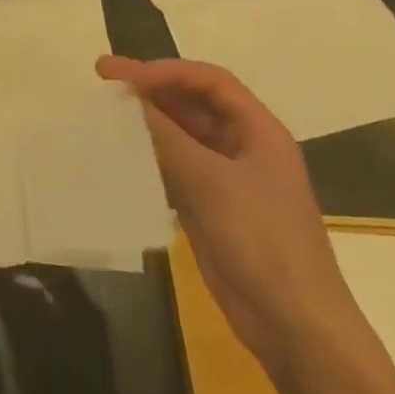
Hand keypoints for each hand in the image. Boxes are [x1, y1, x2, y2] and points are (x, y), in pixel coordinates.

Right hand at [98, 55, 363, 373]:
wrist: (292, 322)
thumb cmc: (261, 240)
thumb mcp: (209, 181)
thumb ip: (164, 136)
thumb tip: (124, 98)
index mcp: (259, 132)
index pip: (210, 81)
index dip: (166, 71)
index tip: (123, 75)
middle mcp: (243, 148)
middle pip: (193, 104)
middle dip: (150, 90)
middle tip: (102, 81)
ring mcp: (227, 180)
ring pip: (181, 136)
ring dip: (145, 123)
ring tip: (102, 114)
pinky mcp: (210, 208)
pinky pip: (174, 168)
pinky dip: (147, 156)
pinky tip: (117, 156)